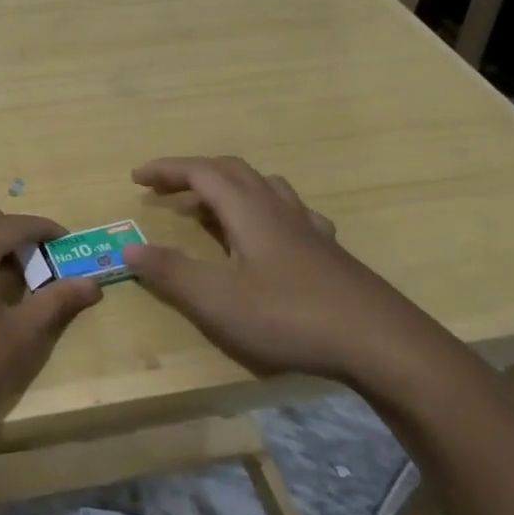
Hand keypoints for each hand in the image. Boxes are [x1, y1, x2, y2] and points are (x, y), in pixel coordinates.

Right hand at [123, 156, 443, 384]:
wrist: (383, 344)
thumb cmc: (291, 317)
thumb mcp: (218, 299)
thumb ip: (171, 272)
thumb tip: (130, 247)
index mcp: (250, 212)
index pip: (202, 172)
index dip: (167, 169)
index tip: (136, 177)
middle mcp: (279, 210)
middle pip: (233, 172)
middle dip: (193, 174)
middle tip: (164, 190)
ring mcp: (309, 230)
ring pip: (265, 188)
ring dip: (229, 188)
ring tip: (209, 209)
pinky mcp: (329, 254)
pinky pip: (291, 214)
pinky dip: (264, 211)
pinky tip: (269, 235)